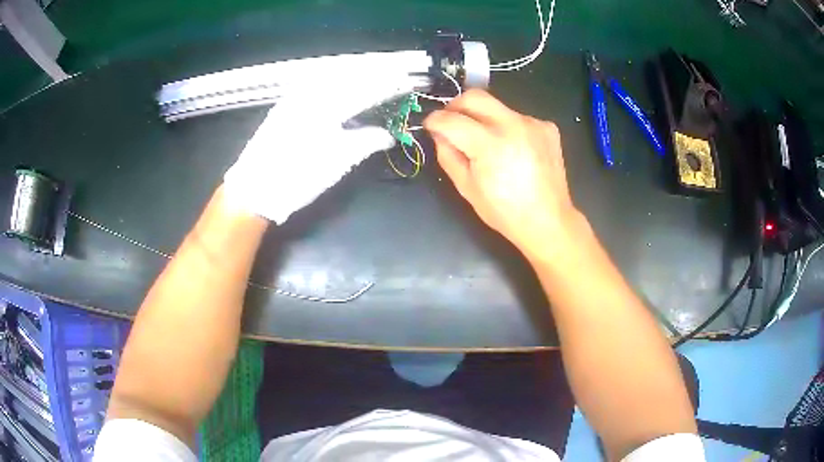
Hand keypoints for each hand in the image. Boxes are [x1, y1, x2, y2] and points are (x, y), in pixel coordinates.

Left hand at [224, 83, 409, 223]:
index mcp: (328, 106)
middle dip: (373, 74)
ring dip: (354, 74)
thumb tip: (388, 135)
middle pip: (349, 77)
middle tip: (394, 74)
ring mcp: (295, 98)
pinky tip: (338, 82)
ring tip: (372, 74)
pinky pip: (314, 84)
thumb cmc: (298, 176)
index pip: (366, 90)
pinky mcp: (285, 106)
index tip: (406, 82)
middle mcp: (312, 94)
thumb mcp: (338, 162)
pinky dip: (332, 80)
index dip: (388, 85)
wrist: (254, 188)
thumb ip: (367, 142)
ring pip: (331, 77)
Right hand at [424, 89, 580, 260]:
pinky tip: (513, 149)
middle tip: (453, 123)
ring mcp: (533, 123)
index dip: (434, 120)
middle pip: (474, 96)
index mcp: (490, 145)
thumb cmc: (505, 211)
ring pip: (497, 106)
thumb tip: (439, 133)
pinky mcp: (547, 127)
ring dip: (484, 118)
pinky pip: (518, 117)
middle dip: (456, 106)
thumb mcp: (466, 188)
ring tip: (487, 142)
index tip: (430, 126)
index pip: (450, 119)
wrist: (548, 221)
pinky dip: (508, 127)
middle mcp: (513, 125)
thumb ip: (448, 155)